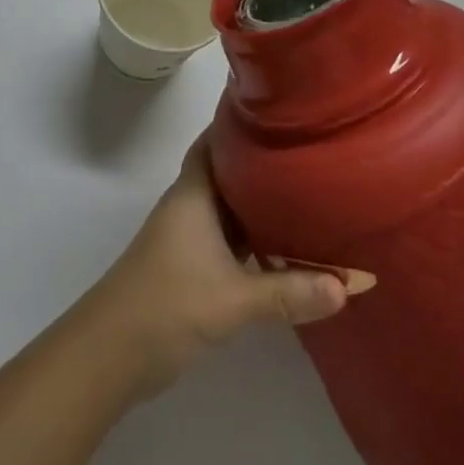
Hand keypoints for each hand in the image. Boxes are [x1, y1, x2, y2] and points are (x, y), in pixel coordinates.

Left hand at [81, 135, 369, 399]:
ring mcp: (189, 236)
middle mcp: (191, 205)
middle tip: (311, 153)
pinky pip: (231, 238)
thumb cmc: (167, 305)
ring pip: (232, 207)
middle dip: (265, 163)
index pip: (217, 139)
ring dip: (262, 204)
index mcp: (195, 193)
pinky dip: (256, 238)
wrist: (111, 353)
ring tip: (310, 193)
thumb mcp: (233, 299)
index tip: (282, 112)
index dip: (244, 121)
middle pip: (230, 171)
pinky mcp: (191, 265)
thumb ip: (290, 292)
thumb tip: (352, 284)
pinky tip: (287, 249)